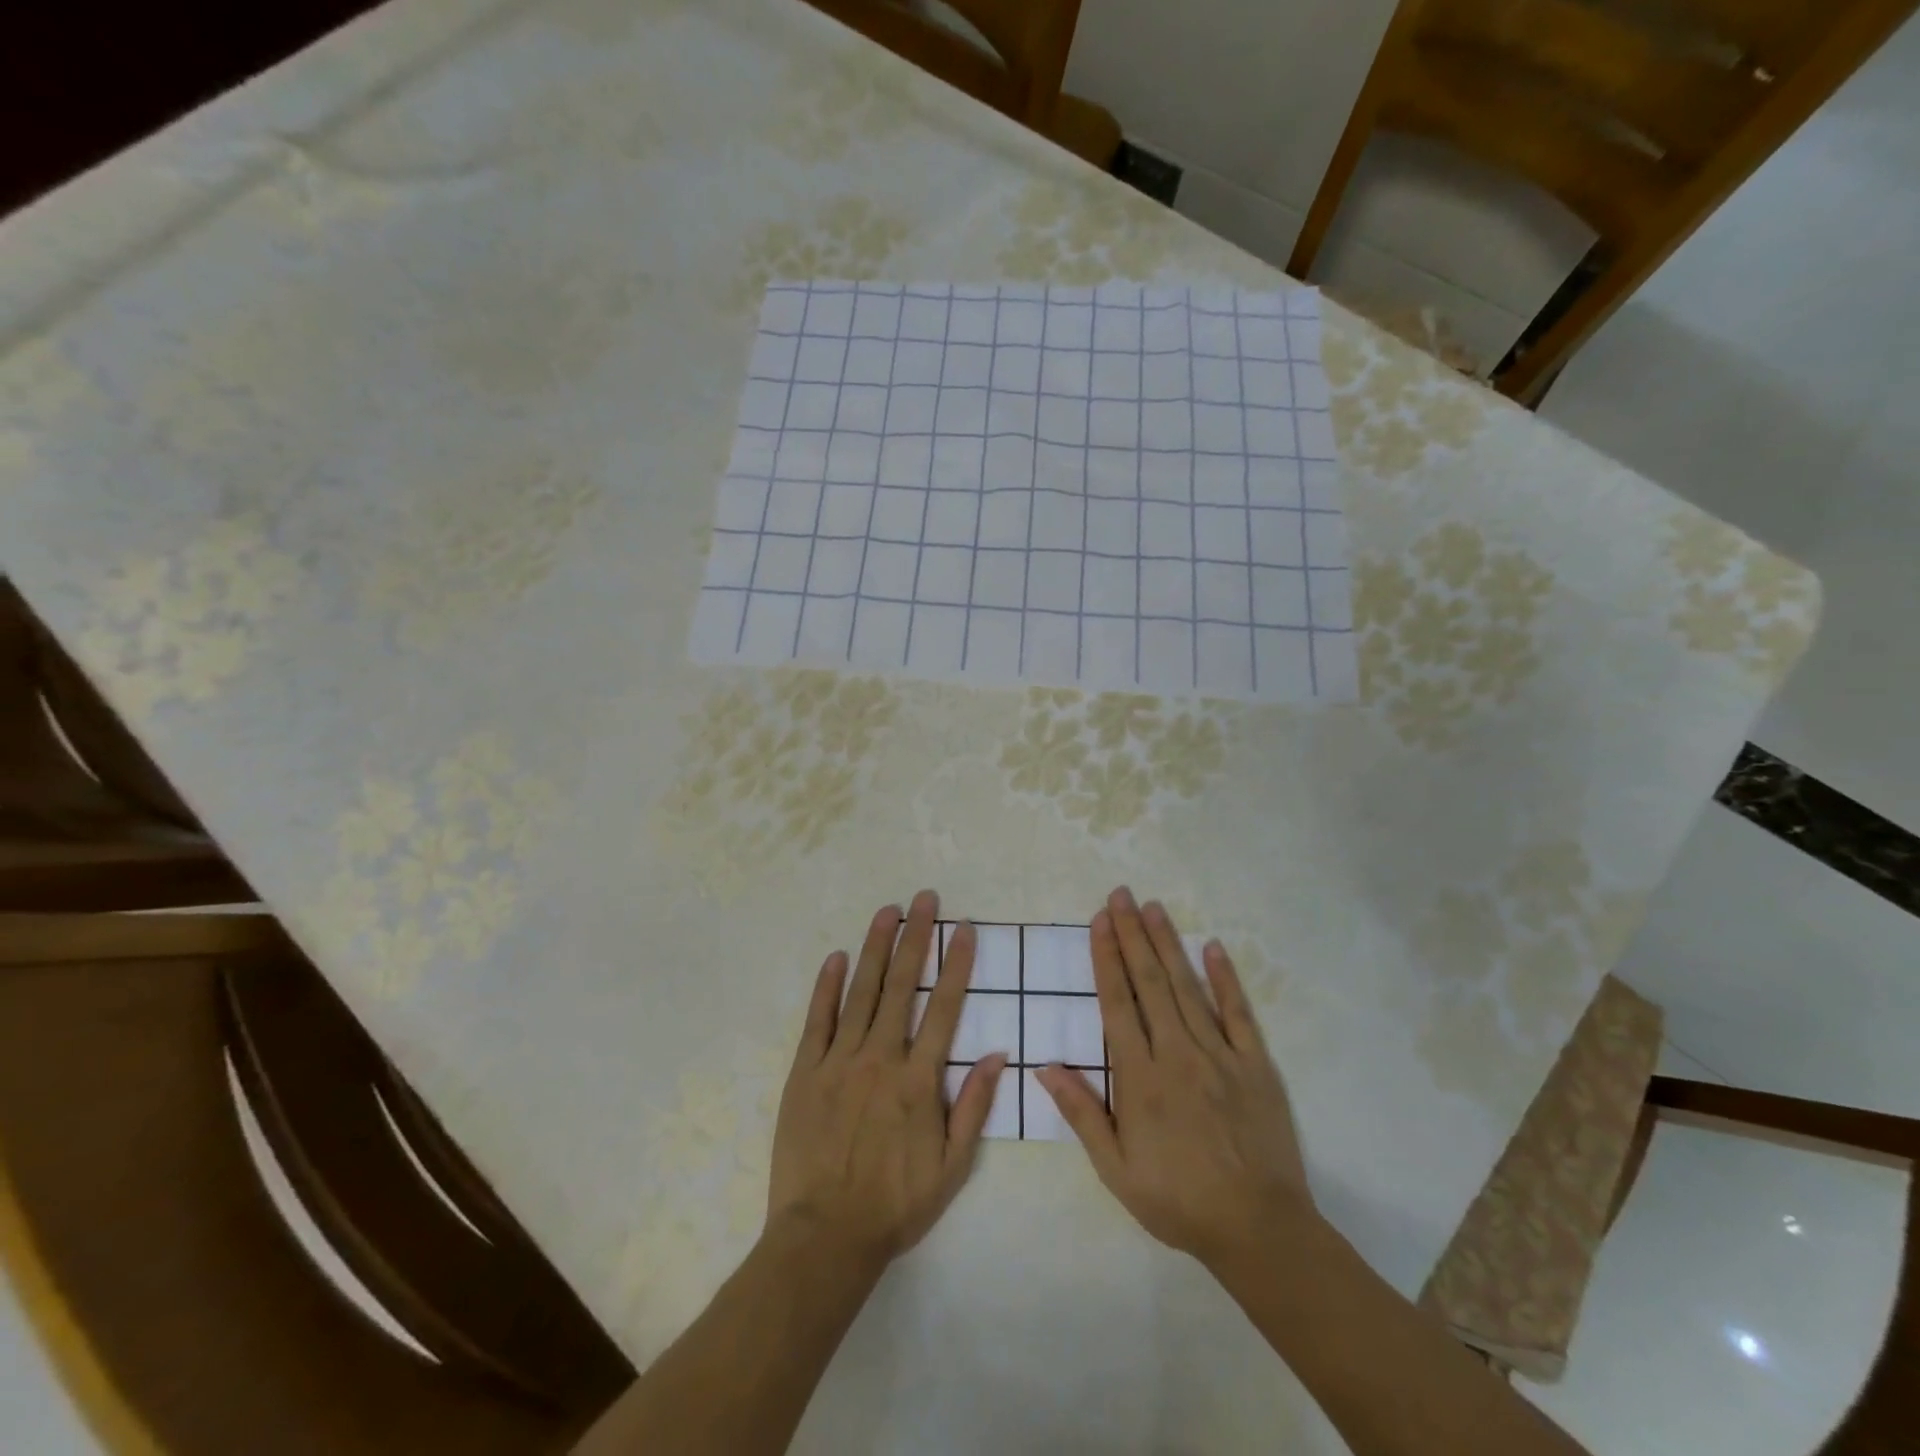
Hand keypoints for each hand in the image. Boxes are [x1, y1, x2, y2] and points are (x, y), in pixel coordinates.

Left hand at [768, 889, 1007, 1266]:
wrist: (824, 1236)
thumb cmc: (895, 1203)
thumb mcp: (952, 1166)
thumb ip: (974, 1106)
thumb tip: (999, 1054)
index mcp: (918, 1080)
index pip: (944, 1008)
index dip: (955, 964)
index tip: (963, 928)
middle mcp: (881, 1058)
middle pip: (902, 985)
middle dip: (915, 937)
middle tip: (924, 898)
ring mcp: (840, 1061)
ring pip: (861, 992)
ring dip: (876, 948)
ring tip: (887, 911)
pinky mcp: (806, 1072)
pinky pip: (818, 1020)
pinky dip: (827, 986)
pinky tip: (836, 957)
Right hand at [1037, 887, 1312, 1267]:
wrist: (1258, 1229)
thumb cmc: (1178, 1200)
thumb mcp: (1116, 1169)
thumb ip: (1081, 1113)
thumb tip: (1044, 1066)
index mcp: (1141, 1077)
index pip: (1118, 1003)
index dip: (1106, 958)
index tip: (1099, 922)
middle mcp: (1177, 1053)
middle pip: (1150, 983)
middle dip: (1132, 935)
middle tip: (1120, 895)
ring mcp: (1219, 1055)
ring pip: (1187, 988)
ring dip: (1167, 944)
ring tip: (1153, 907)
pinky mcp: (1255, 1064)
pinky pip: (1238, 1013)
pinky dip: (1224, 978)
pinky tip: (1212, 947)